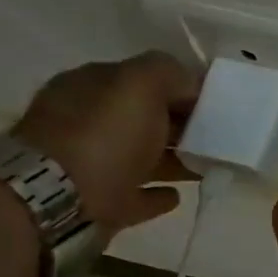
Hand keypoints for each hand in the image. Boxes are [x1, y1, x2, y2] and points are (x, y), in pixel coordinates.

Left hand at [14, 53, 199, 230]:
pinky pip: (137, 196)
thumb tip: (189, 84)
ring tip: (209, 165)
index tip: (216, 104)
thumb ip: (167, 73)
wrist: (59, 198)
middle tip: (218, 136)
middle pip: (144, 120)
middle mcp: (89, 122)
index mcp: (92, 88)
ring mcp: (93, 165)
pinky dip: (157, 194)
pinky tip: (177, 195)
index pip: (143, 81)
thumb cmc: (102, 134)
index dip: (180, 89)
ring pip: (144, 157)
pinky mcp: (102, 203)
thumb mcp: (138, 84)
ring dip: (175, 159)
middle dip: (179, 125)